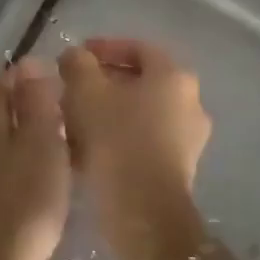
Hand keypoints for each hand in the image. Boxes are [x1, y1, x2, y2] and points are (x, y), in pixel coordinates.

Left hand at [0, 57, 71, 259]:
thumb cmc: (20, 207)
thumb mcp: (42, 147)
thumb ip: (37, 103)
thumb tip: (31, 63)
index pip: (3, 81)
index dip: (30, 79)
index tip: (57, 87)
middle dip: (18, 107)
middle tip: (54, 118)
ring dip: (7, 137)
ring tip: (40, 149)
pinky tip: (13, 181)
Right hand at [59, 38, 211, 259]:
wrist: (143, 212)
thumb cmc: (116, 139)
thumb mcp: (86, 92)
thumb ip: (77, 64)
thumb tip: (75, 56)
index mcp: (173, 76)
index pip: (137, 47)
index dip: (103, 47)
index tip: (74, 57)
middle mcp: (190, 102)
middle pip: (139, 81)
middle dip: (102, 82)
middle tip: (70, 89)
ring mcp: (188, 138)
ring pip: (139, 112)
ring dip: (106, 111)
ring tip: (72, 121)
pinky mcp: (178, 168)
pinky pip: (143, 139)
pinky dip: (117, 136)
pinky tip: (86, 149)